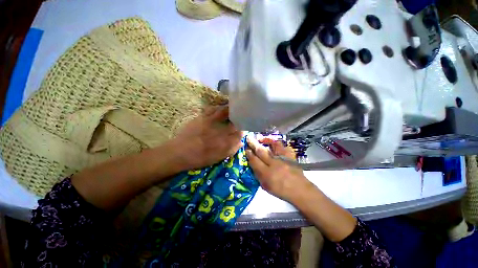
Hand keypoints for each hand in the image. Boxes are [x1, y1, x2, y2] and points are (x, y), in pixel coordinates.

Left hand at [172, 106, 242, 170]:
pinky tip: (219, 108)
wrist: (179, 153)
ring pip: (224, 111)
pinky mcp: (201, 117)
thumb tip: (241, 142)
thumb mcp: (217, 158)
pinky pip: (212, 109)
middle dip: (239, 118)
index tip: (243, 129)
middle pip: (233, 120)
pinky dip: (217, 107)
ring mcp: (210, 122)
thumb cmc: (199, 158)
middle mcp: (219, 130)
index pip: (239, 133)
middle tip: (240, 117)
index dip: (243, 130)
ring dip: (230, 109)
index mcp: (224, 141)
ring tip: (233, 109)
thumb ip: (231, 150)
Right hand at [245, 136, 313, 201]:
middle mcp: (274, 163)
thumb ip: (258, 175)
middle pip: (261, 151)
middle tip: (249, 138)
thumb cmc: (281, 190)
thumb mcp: (266, 186)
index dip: (249, 154)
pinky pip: (283, 147)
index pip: (254, 160)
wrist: (299, 190)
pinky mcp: (290, 156)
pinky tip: (273, 143)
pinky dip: (278, 143)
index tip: (246, 149)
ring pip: (273, 145)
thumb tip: (253, 164)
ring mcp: (283, 159)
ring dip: (266, 140)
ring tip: (261, 138)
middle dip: (253, 144)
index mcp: (266, 173)